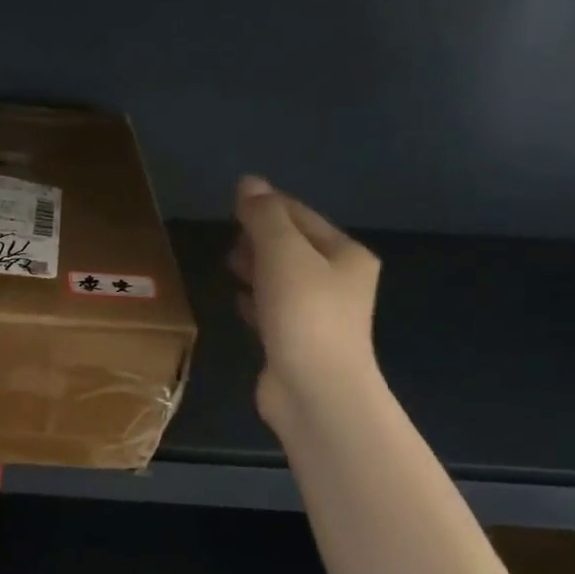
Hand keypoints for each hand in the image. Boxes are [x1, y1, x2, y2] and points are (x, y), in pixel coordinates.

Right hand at [229, 176, 380, 428]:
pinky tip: (239, 301)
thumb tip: (249, 183)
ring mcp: (319, 315)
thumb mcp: (283, 254)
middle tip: (229, 239)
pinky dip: (256, 301)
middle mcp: (338, 281)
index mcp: (345, 254)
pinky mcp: (297, 342)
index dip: (267, 206)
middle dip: (260, 238)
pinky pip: (273, 310)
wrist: (315, 390)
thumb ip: (264, 217)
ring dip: (256, 268)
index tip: (231, 205)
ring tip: (228, 265)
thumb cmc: (304, 314)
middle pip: (293, 247)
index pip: (301, 216)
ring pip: (282, 279)